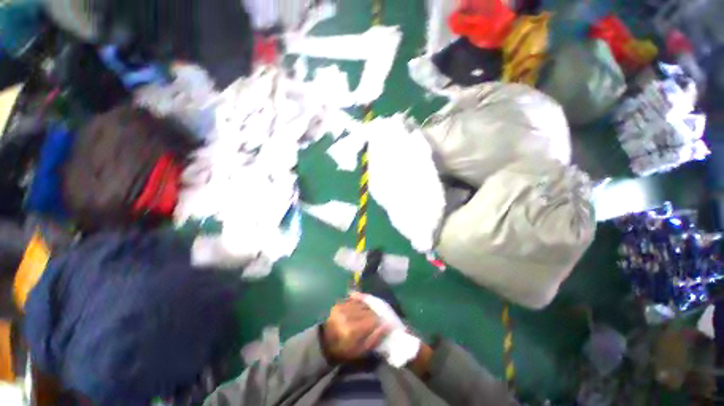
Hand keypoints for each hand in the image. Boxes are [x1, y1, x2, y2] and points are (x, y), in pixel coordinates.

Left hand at [321, 296, 389, 362]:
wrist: (324, 343)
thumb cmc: (344, 350)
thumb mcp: (360, 351)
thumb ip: (374, 339)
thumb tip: (387, 326)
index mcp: (351, 330)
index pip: (372, 320)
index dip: (378, 322)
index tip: (381, 326)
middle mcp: (346, 315)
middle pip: (368, 310)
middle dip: (373, 315)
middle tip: (374, 322)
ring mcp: (341, 307)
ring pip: (362, 304)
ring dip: (367, 309)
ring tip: (366, 317)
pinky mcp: (339, 303)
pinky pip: (355, 300)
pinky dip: (359, 304)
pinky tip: (359, 310)